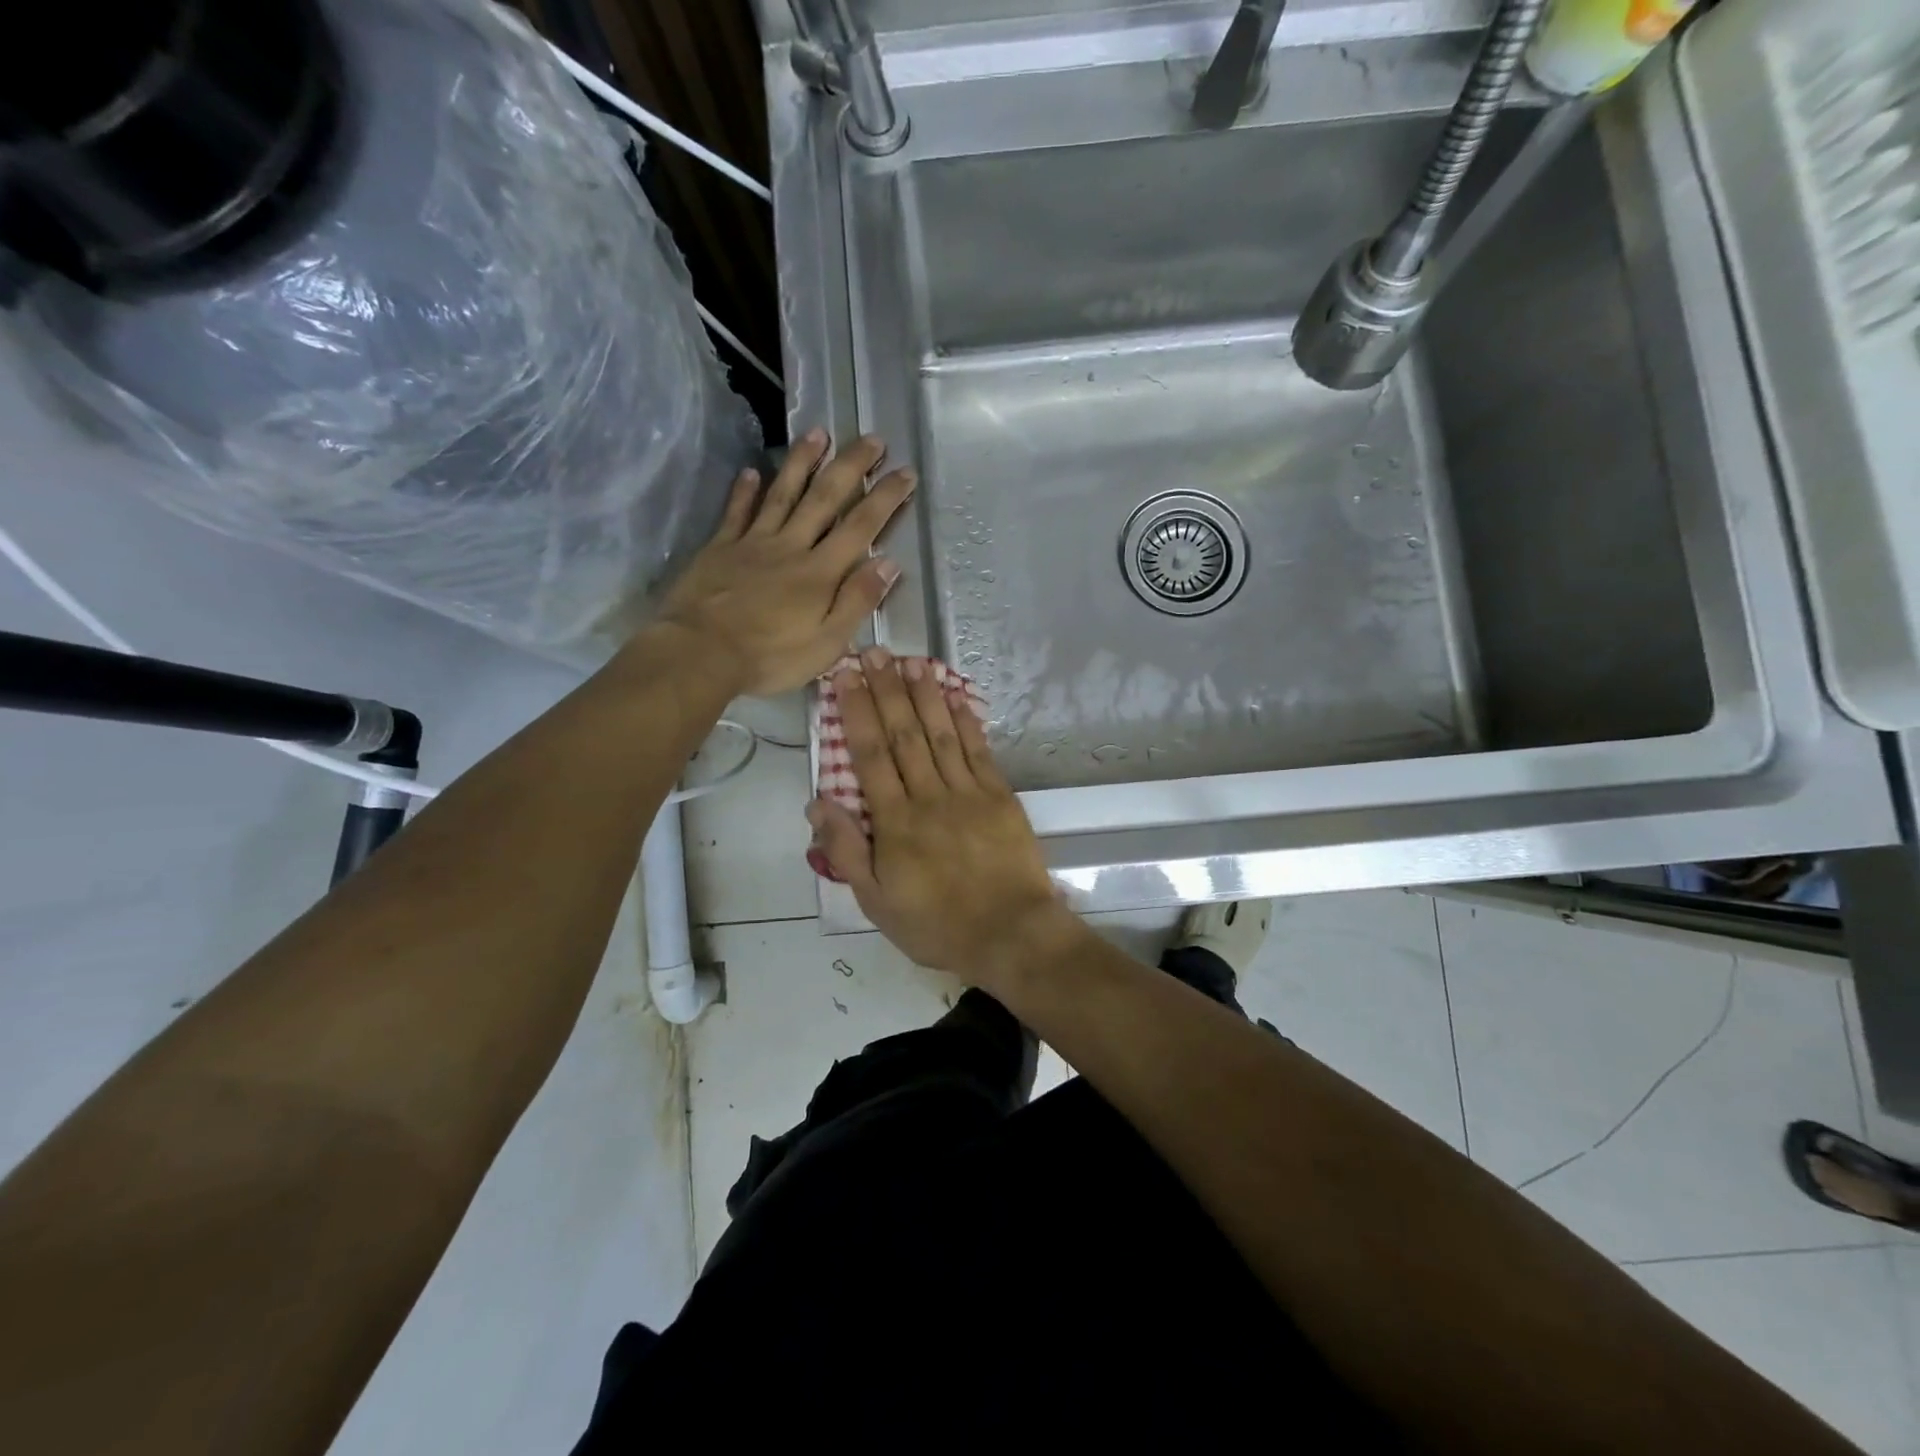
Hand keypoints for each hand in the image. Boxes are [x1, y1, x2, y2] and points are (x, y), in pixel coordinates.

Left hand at [657, 430, 914, 695]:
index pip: (861, 527)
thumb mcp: (827, 642)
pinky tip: (751, 471)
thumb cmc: (770, 656)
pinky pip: (736, 512)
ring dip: (802, 462)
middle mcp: (791, 546)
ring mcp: (753, 543)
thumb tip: (889, 563)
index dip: (885, 498)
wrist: (701, 652)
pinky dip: (745, 490)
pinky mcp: (720, 548)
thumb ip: (858, 601)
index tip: (905, 472)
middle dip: (851, 466)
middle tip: (871, 438)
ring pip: (782, 494)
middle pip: (825, 498)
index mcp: (821, 572)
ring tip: (818, 432)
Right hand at [806, 649, 1078, 985]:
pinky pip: (978, 750)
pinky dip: (965, 720)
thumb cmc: (936, 924)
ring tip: (911, 662)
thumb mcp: (876, 901)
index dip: (856, 712)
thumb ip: (847, 850)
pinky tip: (954, 696)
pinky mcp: (998, 796)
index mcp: (895, 821)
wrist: (1010, 933)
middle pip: (903, 734)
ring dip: (925, 695)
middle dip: (887, 690)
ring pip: (940, 734)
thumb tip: (818, 800)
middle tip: (875, 653)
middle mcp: (929, 796)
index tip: (846, 677)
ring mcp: (968, 792)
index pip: (870, 755)